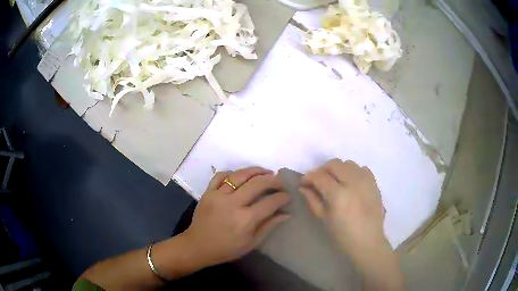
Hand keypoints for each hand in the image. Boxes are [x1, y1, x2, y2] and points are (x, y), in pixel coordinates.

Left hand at [183, 167, 289, 266]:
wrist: (198, 246)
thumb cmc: (227, 249)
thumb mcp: (251, 243)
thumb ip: (269, 226)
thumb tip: (286, 214)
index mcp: (245, 219)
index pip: (270, 202)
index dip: (282, 197)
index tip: (288, 195)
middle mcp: (233, 203)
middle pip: (257, 183)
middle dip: (273, 180)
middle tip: (280, 180)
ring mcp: (218, 195)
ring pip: (240, 175)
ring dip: (256, 171)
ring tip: (266, 172)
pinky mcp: (208, 192)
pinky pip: (221, 176)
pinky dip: (232, 173)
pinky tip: (241, 176)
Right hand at [300, 159, 386, 254]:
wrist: (367, 241)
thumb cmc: (342, 235)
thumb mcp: (323, 218)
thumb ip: (312, 200)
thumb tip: (303, 187)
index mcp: (338, 194)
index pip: (319, 176)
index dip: (308, 177)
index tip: (303, 183)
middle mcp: (353, 182)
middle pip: (334, 164)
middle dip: (322, 170)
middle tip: (318, 181)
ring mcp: (366, 181)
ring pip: (348, 163)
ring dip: (338, 169)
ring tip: (335, 181)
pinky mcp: (374, 183)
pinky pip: (362, 169)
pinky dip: (354, 172)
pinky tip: (351, 183)